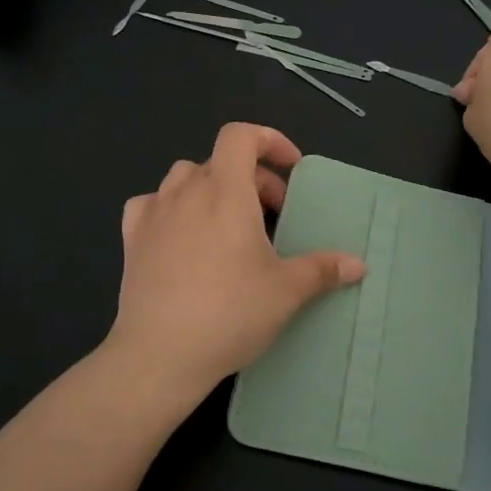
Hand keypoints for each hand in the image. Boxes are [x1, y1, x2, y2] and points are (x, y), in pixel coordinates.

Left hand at [108, 123, 364, 402]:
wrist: (159, 354)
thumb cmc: (230, 313)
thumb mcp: (286, 291)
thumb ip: (323, 270)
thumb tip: (358, 264)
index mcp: (225, 191)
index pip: (240, 135)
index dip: (269, 140)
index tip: (290, 168)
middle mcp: (186, 192)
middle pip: (220, 160)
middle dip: (252, 178)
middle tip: (273, 214)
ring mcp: (153, 214)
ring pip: (183, 179)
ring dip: (211, 189)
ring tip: (229, 224)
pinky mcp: (131, 240)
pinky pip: (151, 205)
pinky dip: (171, 208)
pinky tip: (181, 236)